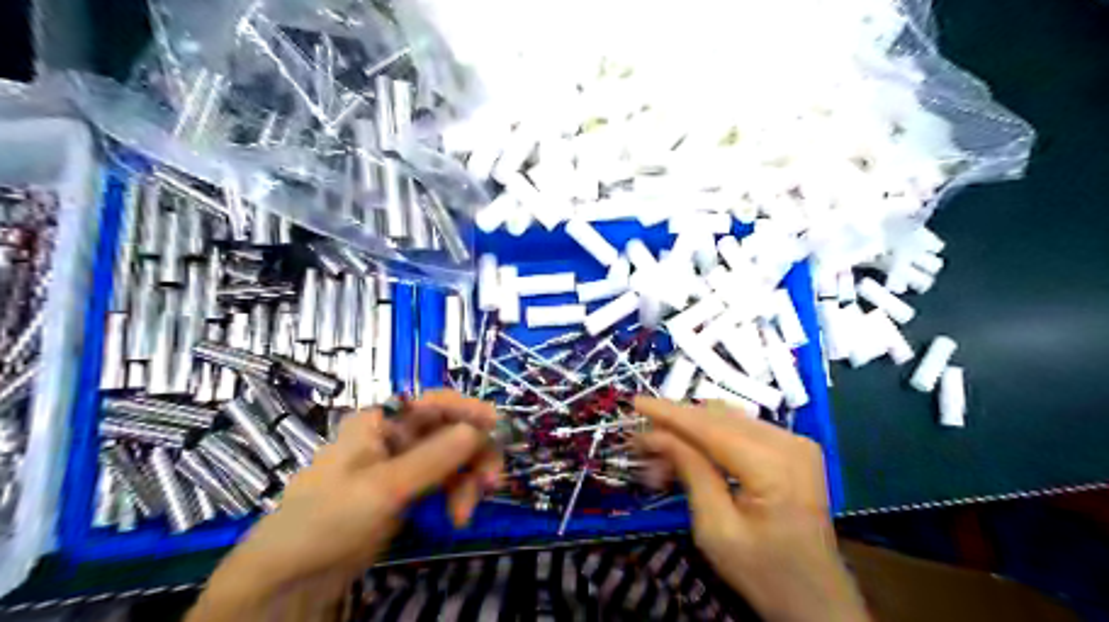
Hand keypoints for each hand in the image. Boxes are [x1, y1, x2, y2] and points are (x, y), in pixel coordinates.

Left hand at [188, 391, 503, 621]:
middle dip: (474, 455)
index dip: (470, 410)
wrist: (290, 579)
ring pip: (453, 459)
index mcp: (382, 421)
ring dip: (467, 482)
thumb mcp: (384, 488)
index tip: (500, 429)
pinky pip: (445, 483)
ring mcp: (404, 465)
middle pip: (452, 431)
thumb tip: (480, 429)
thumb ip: (434, 457)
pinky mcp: (408, 492)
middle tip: (489, 485)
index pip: (436, 402)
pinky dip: (456, 497)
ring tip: (464, 515)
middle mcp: (396, 436)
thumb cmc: (327, 519)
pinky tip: (455, 519)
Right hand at [637, 398, 869, 621]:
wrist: (817, 601)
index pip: (710, 426)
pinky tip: (691, 452)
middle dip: (677, 425)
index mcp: (774, 465)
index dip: (670, 413)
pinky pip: (743, 429)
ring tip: (662, 453)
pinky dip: (712, 436)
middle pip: (719, 417)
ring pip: (729, 419)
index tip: (636, 402)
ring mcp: (795, 442)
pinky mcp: (793, 449)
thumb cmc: (764, 574)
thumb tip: (658, 435)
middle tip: (642, 443)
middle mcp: (788, 441)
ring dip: (692, 431)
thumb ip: (690, 472)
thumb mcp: (716, 529)